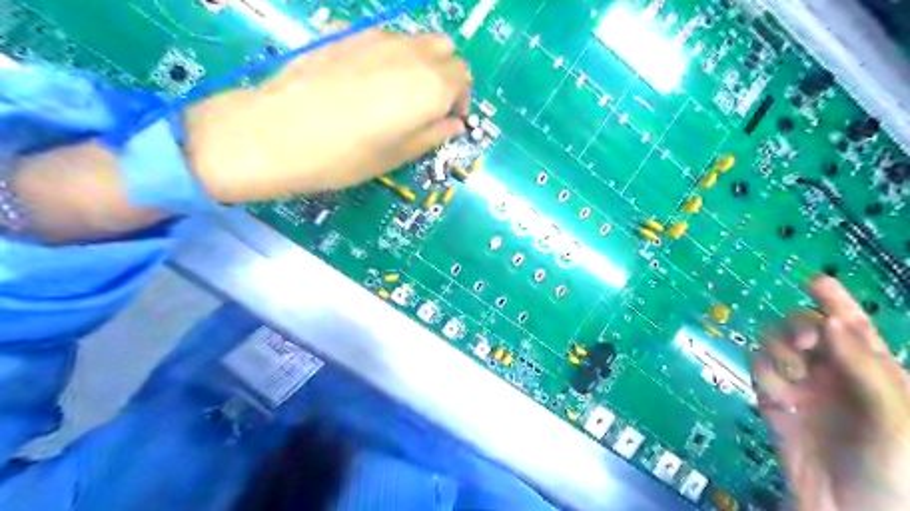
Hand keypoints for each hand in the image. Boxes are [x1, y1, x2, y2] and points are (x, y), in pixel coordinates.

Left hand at [182, 27, 467, 200]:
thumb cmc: (347, 156)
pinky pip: (386, 40)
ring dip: (421, 63)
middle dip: (446, 75)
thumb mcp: (399, 155)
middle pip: (445, 50)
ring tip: (399, 95)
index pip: (463, 77)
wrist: (280, 133)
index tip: (448, 120)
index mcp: (431, 86)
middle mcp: (411, 53)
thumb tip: (453, 124)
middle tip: (429, 106)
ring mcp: (378, 39)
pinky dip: (393, 57)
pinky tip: (369, 84)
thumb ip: (434, 134)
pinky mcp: (349, 35)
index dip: (461, 99)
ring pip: (416, 40)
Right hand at [751, 278, 909, 510]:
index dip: (837, 302)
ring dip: (780, 351)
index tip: (814, 281)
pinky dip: (764, 374)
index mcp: (874, 373)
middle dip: (800, 328)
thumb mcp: (895, 418)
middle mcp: (833, 373)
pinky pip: (758, 371)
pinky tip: (778, 395)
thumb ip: (864, 367)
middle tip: (806, 343)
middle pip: (806, 329)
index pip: (854, 327)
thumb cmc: (894, 470)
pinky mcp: (773, 401)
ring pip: (775, 345)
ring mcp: (800, 387)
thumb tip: (829, 321)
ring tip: (793, 377)